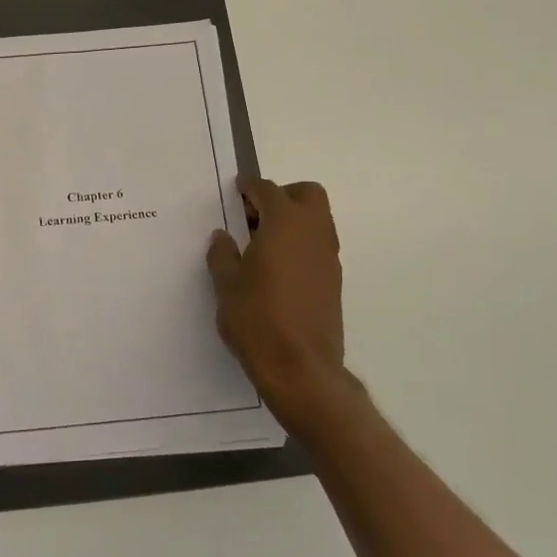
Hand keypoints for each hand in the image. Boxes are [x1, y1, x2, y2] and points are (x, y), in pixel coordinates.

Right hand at [207, 177, 356, 441]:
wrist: (300, 368)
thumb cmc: (257, 319)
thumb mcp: (226, 284)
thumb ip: (223, 254)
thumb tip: (223, 237)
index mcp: (284, 224)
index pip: (269, 191)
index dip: (250, 188)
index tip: (236, 190)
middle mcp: (313, 233)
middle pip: (307, 194)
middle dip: (282, 196)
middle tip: (254, 214)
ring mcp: (328, 258)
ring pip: (317, 220)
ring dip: (293, 220)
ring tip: (261, 243)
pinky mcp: (333, 281)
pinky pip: (317, 246)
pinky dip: (299, 243)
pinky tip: (276, 268)